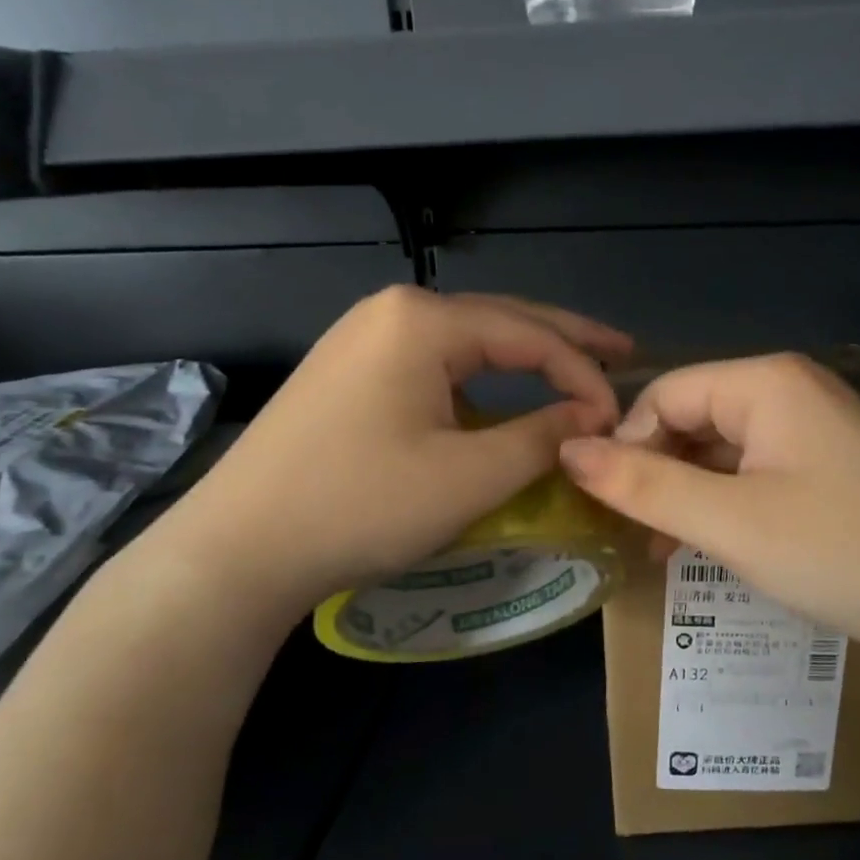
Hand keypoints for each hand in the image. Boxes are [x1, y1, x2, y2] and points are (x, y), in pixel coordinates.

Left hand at [140, 288, 631, 615]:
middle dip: (565, 340)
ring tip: (573, 371)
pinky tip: (500, 395)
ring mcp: (364, 336)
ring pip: (467, 341)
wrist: (236, 549)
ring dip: (522, 358)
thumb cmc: (360, 505)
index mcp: (424, 320)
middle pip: (501, 321)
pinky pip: (434, 362)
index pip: (531, 336)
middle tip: (622, 353)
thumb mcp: (470, 476)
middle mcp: (393, 310)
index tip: (619, 417)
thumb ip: (542, 436)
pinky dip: (479, 379)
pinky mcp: (349, 369)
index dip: (584, 374)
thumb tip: (590, 417)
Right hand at [557, 353, 859, 666]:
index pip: (665, 394)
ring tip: (664, 546)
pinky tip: (713, 541)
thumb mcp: (729, 522)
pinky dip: (726, 499)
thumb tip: (568, 450)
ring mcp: (815, 424)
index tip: (609, 506)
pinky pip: (756, 467)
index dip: (627, 445)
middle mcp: (790, 388)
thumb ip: (643, 485)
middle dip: (658, 472)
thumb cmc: (839, 551)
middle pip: (694, 416)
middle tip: (634, 532)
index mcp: (766, 382)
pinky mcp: (830, 461)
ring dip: (688, 491)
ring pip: (723, 446)